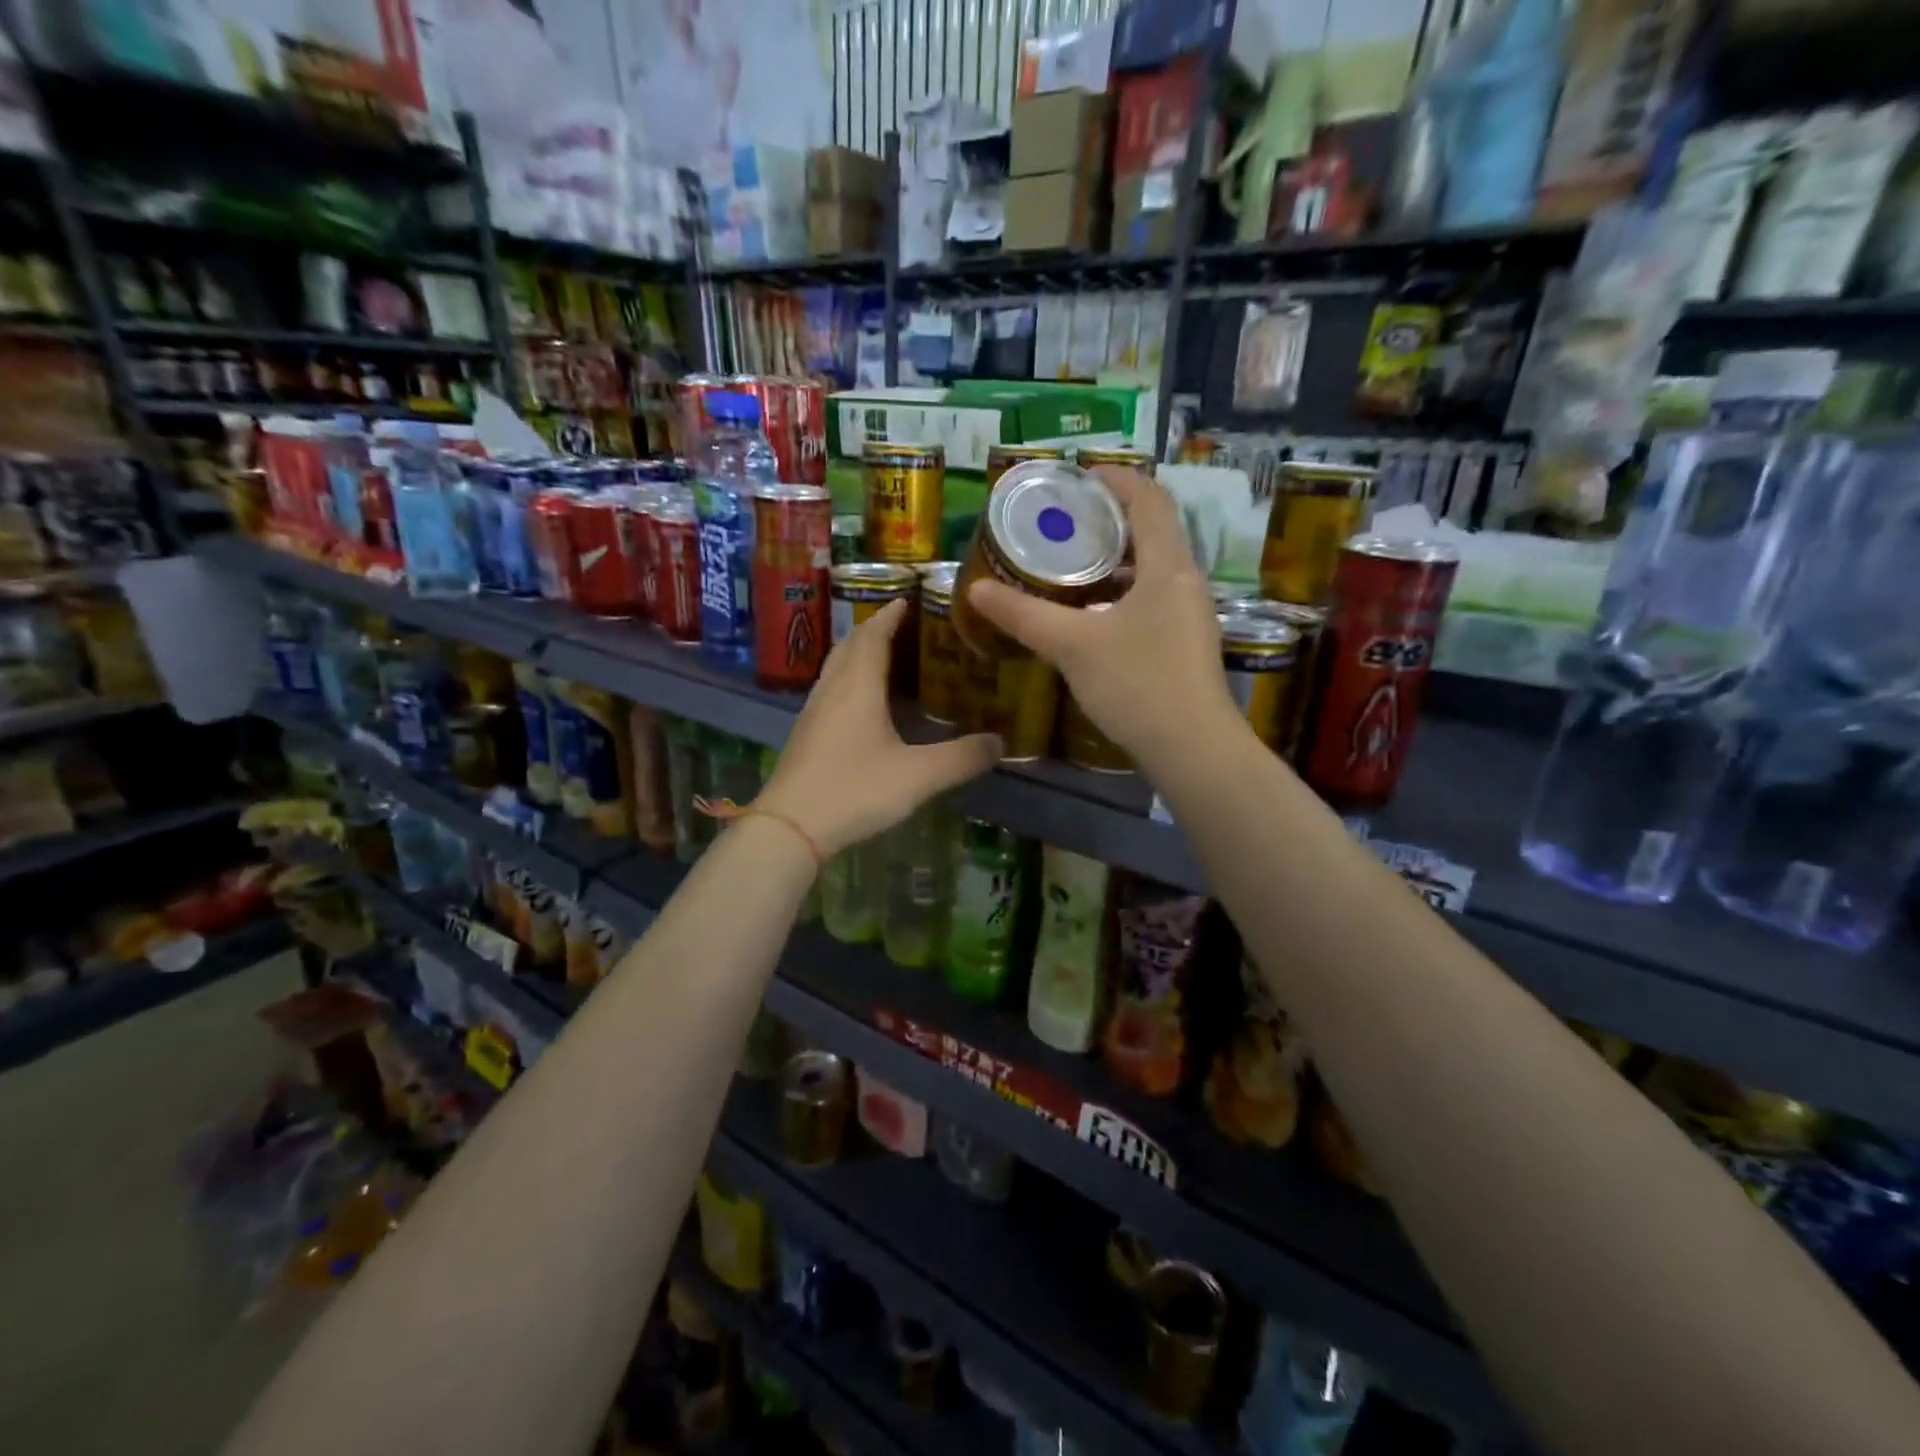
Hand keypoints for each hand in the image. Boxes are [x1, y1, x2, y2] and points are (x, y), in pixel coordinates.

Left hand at [756, 599, 1000, 855]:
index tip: (909, 598)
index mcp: (858, 686)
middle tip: (905, 625)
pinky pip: (830, 689)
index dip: (891, 614)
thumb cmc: (855, 790)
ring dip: (859, 653)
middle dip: (875, 628)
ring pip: (836, 667)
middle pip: (851, 645)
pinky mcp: (806, 734)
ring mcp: (814, 712)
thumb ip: (962, 758)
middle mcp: (833, 689)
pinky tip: (862, 701)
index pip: (873, 634)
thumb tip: (1000, 743)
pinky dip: (849, 679)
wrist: (790, 828)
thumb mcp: (919, 776)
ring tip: (887, 656)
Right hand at [966, 466, 1241, 773]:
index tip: (1079, 476)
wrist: (1191, 749)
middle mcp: (1186, 581)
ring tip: (1070, 564)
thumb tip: (975, 589)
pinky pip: (1153, 598)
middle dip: (1110, 519)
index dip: (1117, 479)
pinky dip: (1122, 592)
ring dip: (1116, 559)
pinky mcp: (1185, 643)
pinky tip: (1090, 614)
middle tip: (1064, 521)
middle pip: (1153, 530)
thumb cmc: (1137, 685)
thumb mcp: (1072, 646)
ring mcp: (1190, 614)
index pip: (1150, 498)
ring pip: (1153, 568)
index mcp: (1168, 565)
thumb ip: (1023, 615)